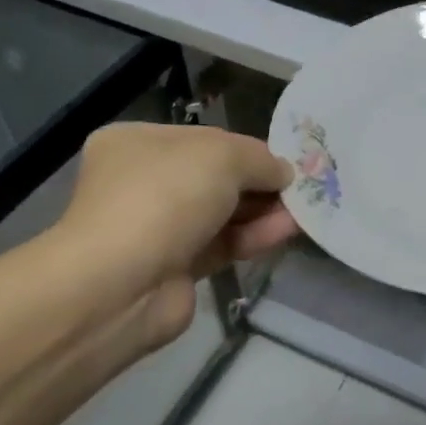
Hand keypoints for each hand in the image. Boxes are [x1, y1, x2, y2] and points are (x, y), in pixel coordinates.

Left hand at [51, 123, 298, 345]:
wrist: (121, 284)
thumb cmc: (166, 197)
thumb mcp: (223, 156)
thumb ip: (261, 159)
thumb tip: (284, 173)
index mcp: (138, 143)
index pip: (206, 139)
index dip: (248, 148)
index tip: (285, 160)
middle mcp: (143, 182)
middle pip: (216, 177)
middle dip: (259, 182)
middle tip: (301, 188)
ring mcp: (157, 227)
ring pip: (222, 213)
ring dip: (263, 210)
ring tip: (304, 210)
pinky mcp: (174, 268)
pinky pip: (222, 244)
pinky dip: (253, 237)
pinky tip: (286, 231)